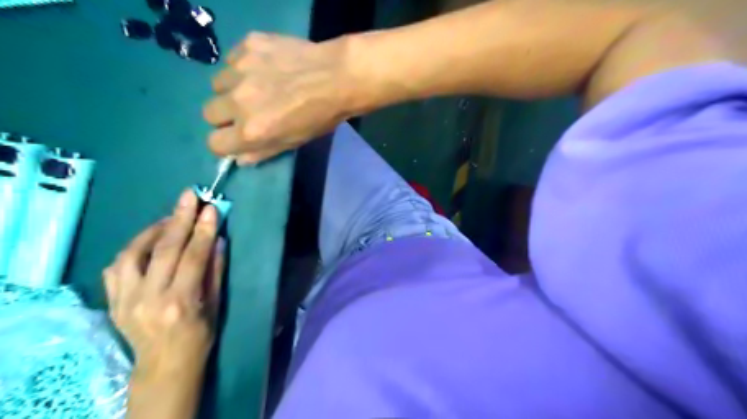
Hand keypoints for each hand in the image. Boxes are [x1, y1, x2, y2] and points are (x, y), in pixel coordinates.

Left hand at [103, 190, 223, 375]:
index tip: (211, 208)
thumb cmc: (199, 336)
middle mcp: (149, 298)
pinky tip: (148, 241)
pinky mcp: (113, 301)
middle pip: (164, 250)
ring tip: (170, 217)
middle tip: (189, 196)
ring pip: (134, 253)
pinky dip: (133, 248)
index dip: (203, 230)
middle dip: (179, 219)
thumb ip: (215, 271)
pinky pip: (117, 267)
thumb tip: (217, 240)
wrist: (164, 366)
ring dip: (153, 230)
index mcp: (180, 302)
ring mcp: (125, 299)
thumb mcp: (216, 305)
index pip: (193, 257)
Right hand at [203, 31, 356, 163]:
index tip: (235, 136)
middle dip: (225, 116)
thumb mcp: (293, 143)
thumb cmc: (320, 117)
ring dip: (232, 88)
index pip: (214, 143)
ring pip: (217, 84)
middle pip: (209, 113)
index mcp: (251, 131)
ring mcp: (240, 70)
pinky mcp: (247, 45)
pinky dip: (242, 66)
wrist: (338, 77)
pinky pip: (231, 59)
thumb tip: (238, 158)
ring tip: (257, 86)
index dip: (225, 142)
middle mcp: (238, 102)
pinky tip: (265, 67)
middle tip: (247, 110)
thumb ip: (262, 152)